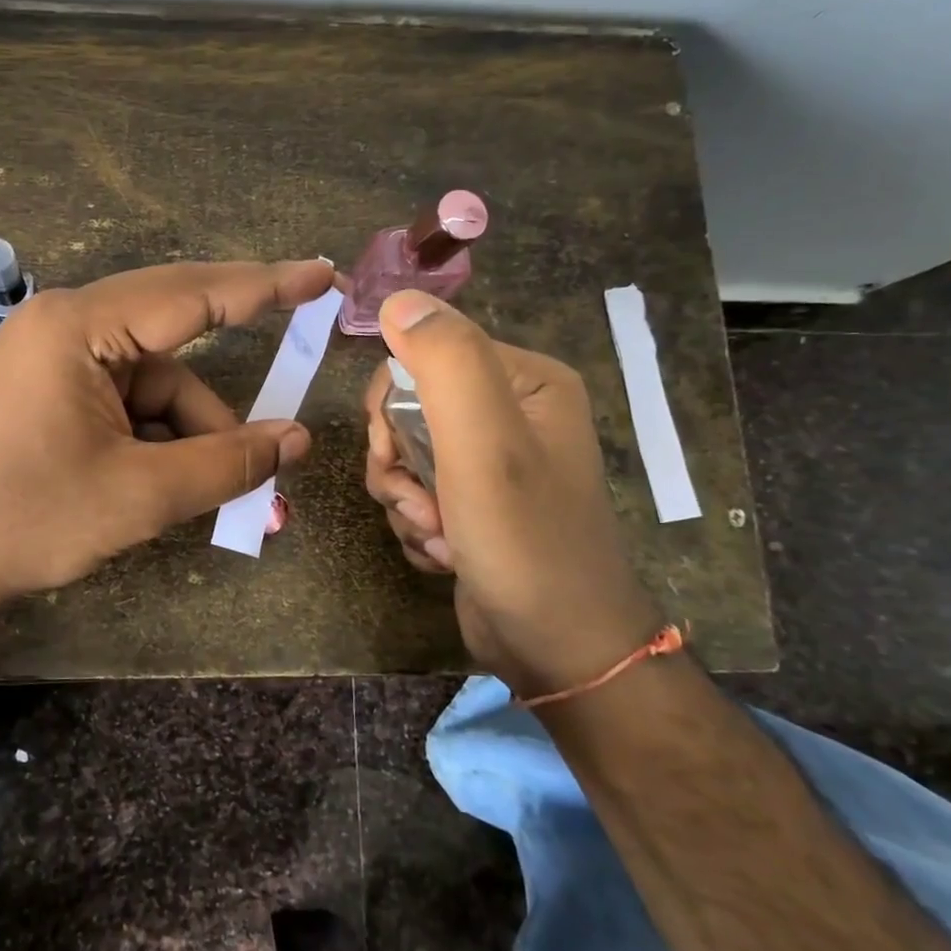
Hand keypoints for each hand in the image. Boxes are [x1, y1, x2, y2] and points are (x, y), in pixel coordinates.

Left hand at [0, 259, 332, 613]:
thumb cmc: (28, 518)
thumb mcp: (140, 495)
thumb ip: (227, 462)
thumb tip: (297, 440)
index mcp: (80, 326)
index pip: (192, 293)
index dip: (265, 286)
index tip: (321, 275)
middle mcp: (67, 326)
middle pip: (174, 348)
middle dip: (220, 410)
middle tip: (278, 438)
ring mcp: (55, 360)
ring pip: (154, 388)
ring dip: (188, 440)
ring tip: (209, 502)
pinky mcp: (50, 393)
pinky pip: (126, 405)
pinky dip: (156, 443)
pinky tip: (164, 490)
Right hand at [363, 290, 661, 693]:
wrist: (559, 650)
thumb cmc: (526, 542)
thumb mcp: (485, 445)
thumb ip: (445, 364)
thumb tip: (397, 299)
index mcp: (525, 380)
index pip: (421, 356)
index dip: (390, 407)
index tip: (395, 454)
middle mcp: (510, 413)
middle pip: (405, 411)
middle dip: (398, 465)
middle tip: (421, 505)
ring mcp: (491, 462)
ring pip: (404, 458)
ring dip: (405, 502)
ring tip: (439, 536)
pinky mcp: (474, 503)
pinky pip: (416, 494)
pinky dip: (417, 525)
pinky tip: (446, 553)